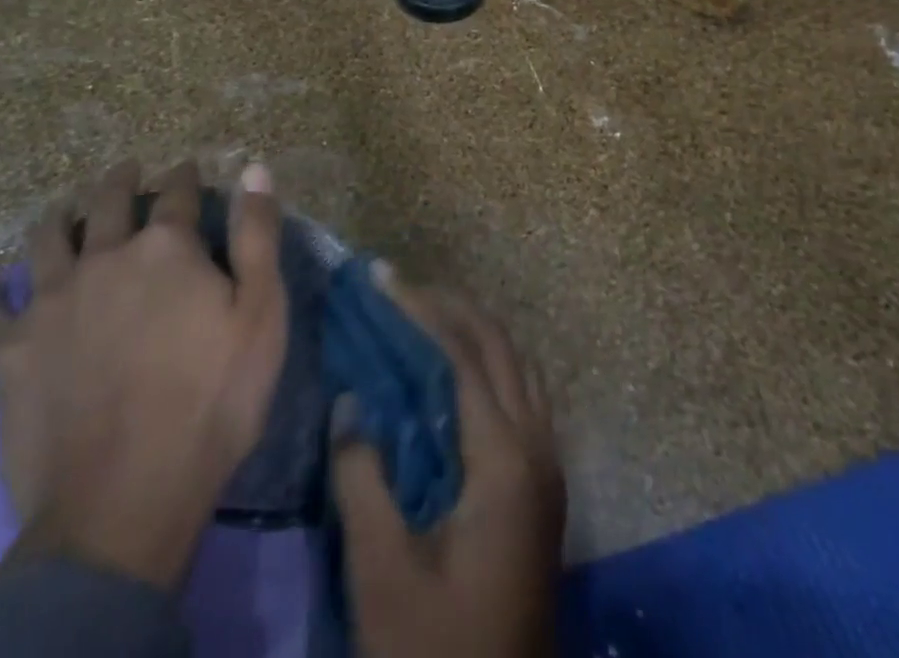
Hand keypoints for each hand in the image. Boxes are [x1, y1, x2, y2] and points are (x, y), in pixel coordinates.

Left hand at [0, 158, 287, 589]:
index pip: (178, 193)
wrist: (124, 502)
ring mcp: (50, 303)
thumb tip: (255, 166)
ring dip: (59, 217)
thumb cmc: (211, 402)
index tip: (188, 167)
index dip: (186, 175)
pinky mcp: (10, 354)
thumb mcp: (261, 314)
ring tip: (65, 208)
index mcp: (165, 248)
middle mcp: (104, 258)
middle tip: (127, 170)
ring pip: (47, 240)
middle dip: (121, 180)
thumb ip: (258, 235)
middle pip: (109, 202)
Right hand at [332, 273, 565, 657]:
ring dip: (476, 329)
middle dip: (450, 306)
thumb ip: (363, 477)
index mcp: (505, 461)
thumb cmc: (437, 650)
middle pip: (500, 346)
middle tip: (399, 288)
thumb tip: (349, 401)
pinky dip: (491, 362)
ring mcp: (549, 467)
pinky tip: (456, 372)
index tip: (381, 278)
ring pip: (519, 365)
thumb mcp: (383, 573)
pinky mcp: (544, 487)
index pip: (462, 354)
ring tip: (424, 315)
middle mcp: (538, 449)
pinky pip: (524, 394)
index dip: (419, 309)